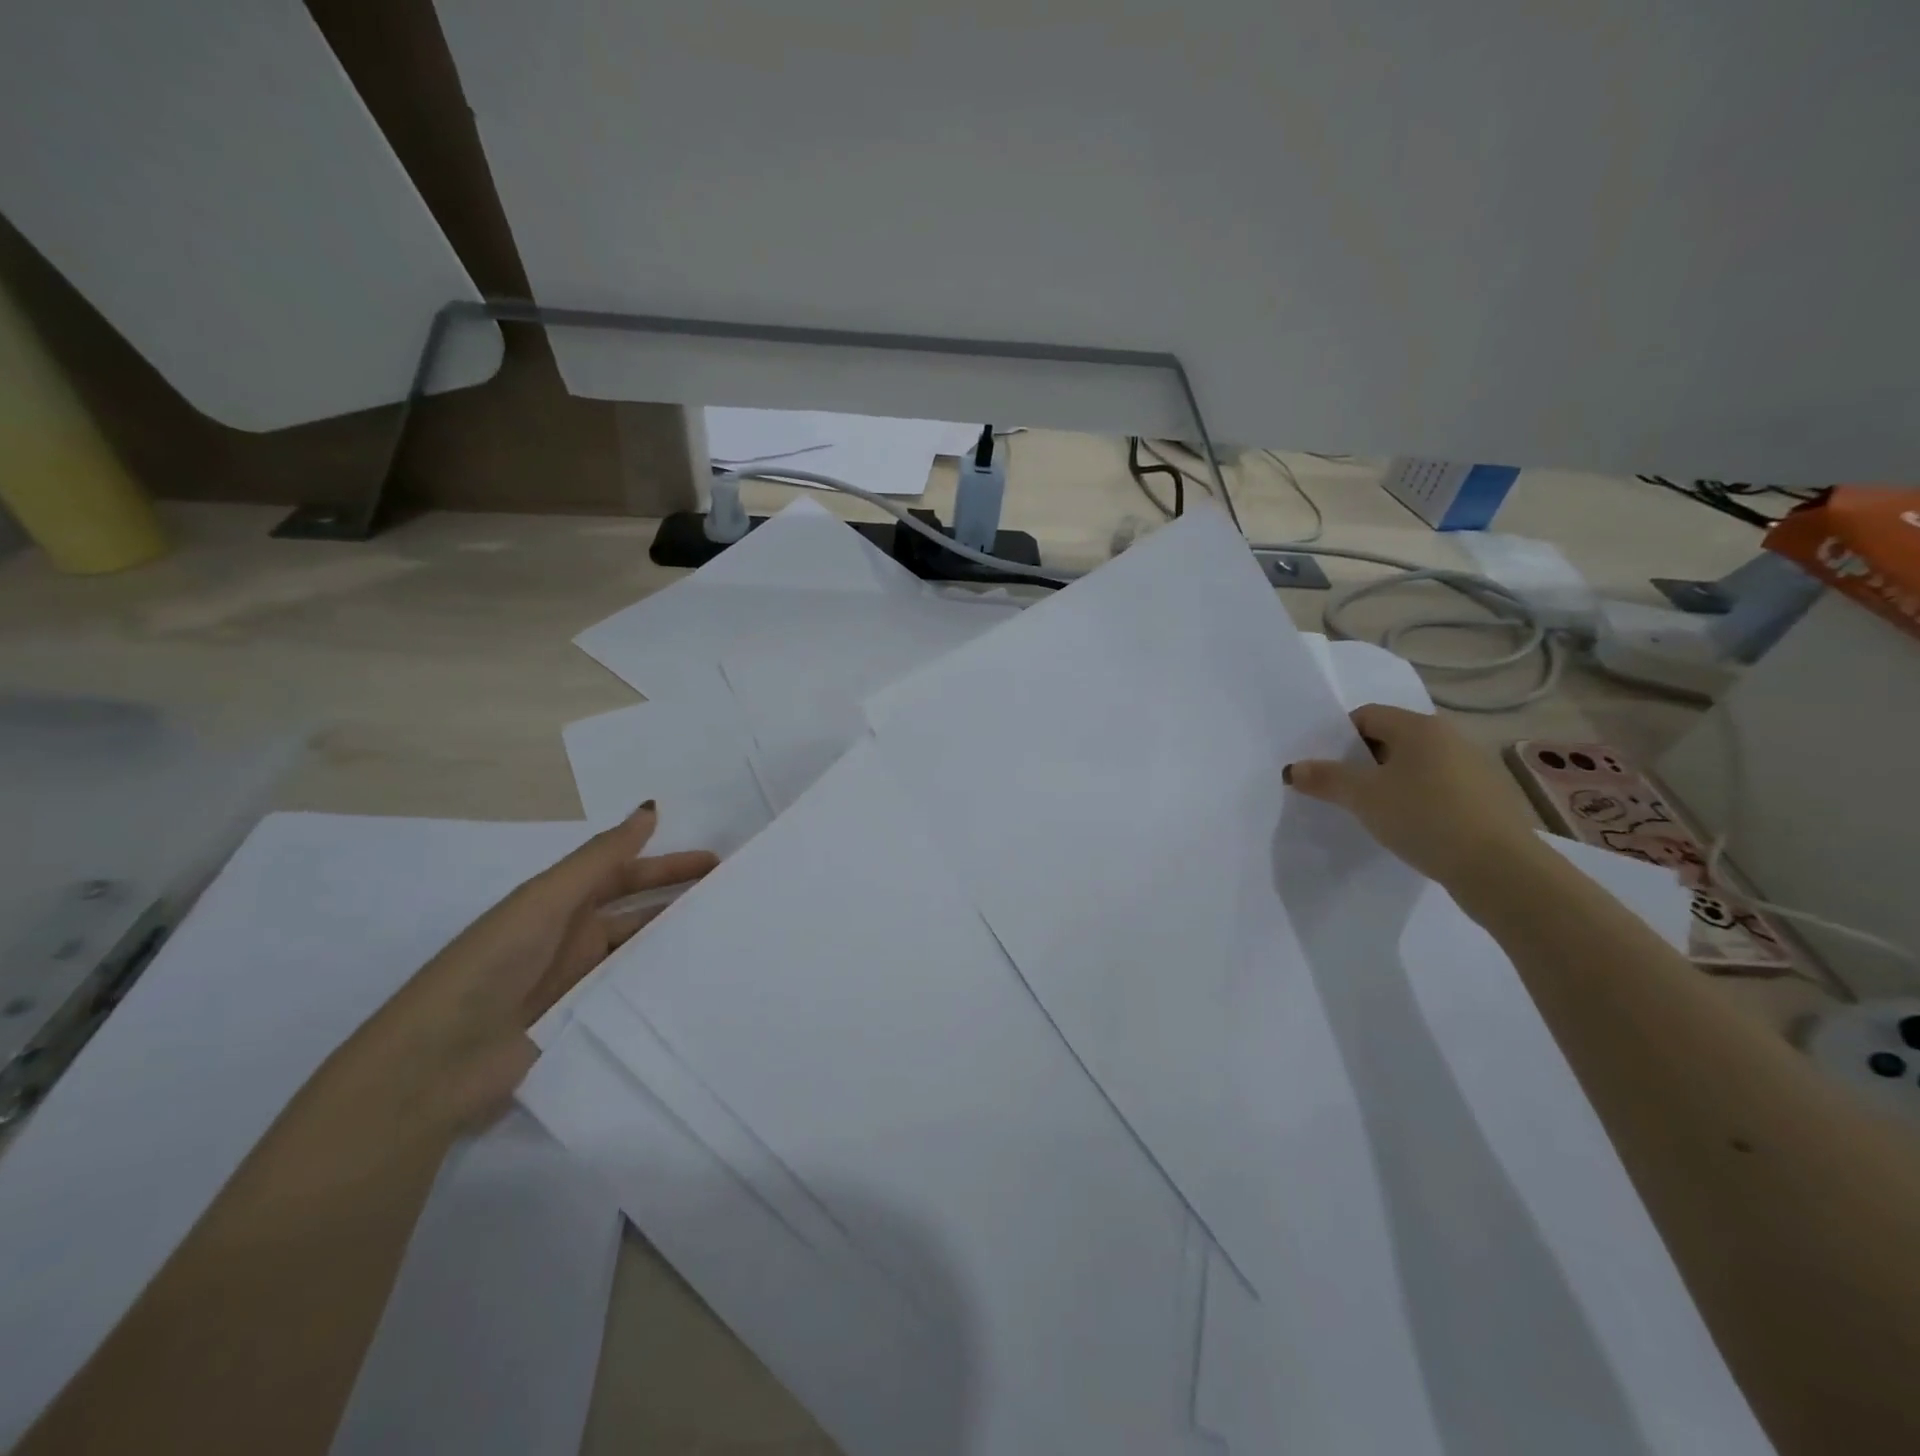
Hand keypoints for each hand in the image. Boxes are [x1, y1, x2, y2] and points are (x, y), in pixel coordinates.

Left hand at [312, 802, 718, 1145]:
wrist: (436, 1064)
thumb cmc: (491, 964)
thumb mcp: (545, 900)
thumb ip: (600, 857)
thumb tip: (649, 808)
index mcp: (559, 903)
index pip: (623, 874)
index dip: (665, 863)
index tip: (714, 860)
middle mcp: (571, 938)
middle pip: (636, 910)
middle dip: (679, 898)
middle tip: (730, 895)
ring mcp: (579, 982)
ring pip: (638, 951)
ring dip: (674, 940)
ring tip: (724, 937)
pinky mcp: (585, 1022)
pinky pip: (632, 993)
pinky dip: (661, 983)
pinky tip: (697, 983)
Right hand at [1283, 704, 1542, 888]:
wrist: (1500, 869)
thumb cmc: (1424, 817)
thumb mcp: (1363, 797)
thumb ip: (1325, 778)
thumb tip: (1293, 768)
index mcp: (1420, 727)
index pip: (1366, 715)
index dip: (1339, 738)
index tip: (1325, 768)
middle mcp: (1450, 737)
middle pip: (1391, 738)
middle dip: (1362, 761)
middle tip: (1342, 790)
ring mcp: (1474, 766)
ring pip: (1416, 765)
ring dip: (1390, 781)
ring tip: (1373, 811)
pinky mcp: (1487, 797)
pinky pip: (1438, 787)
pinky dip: (1417, 798)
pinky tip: (1410, 825)